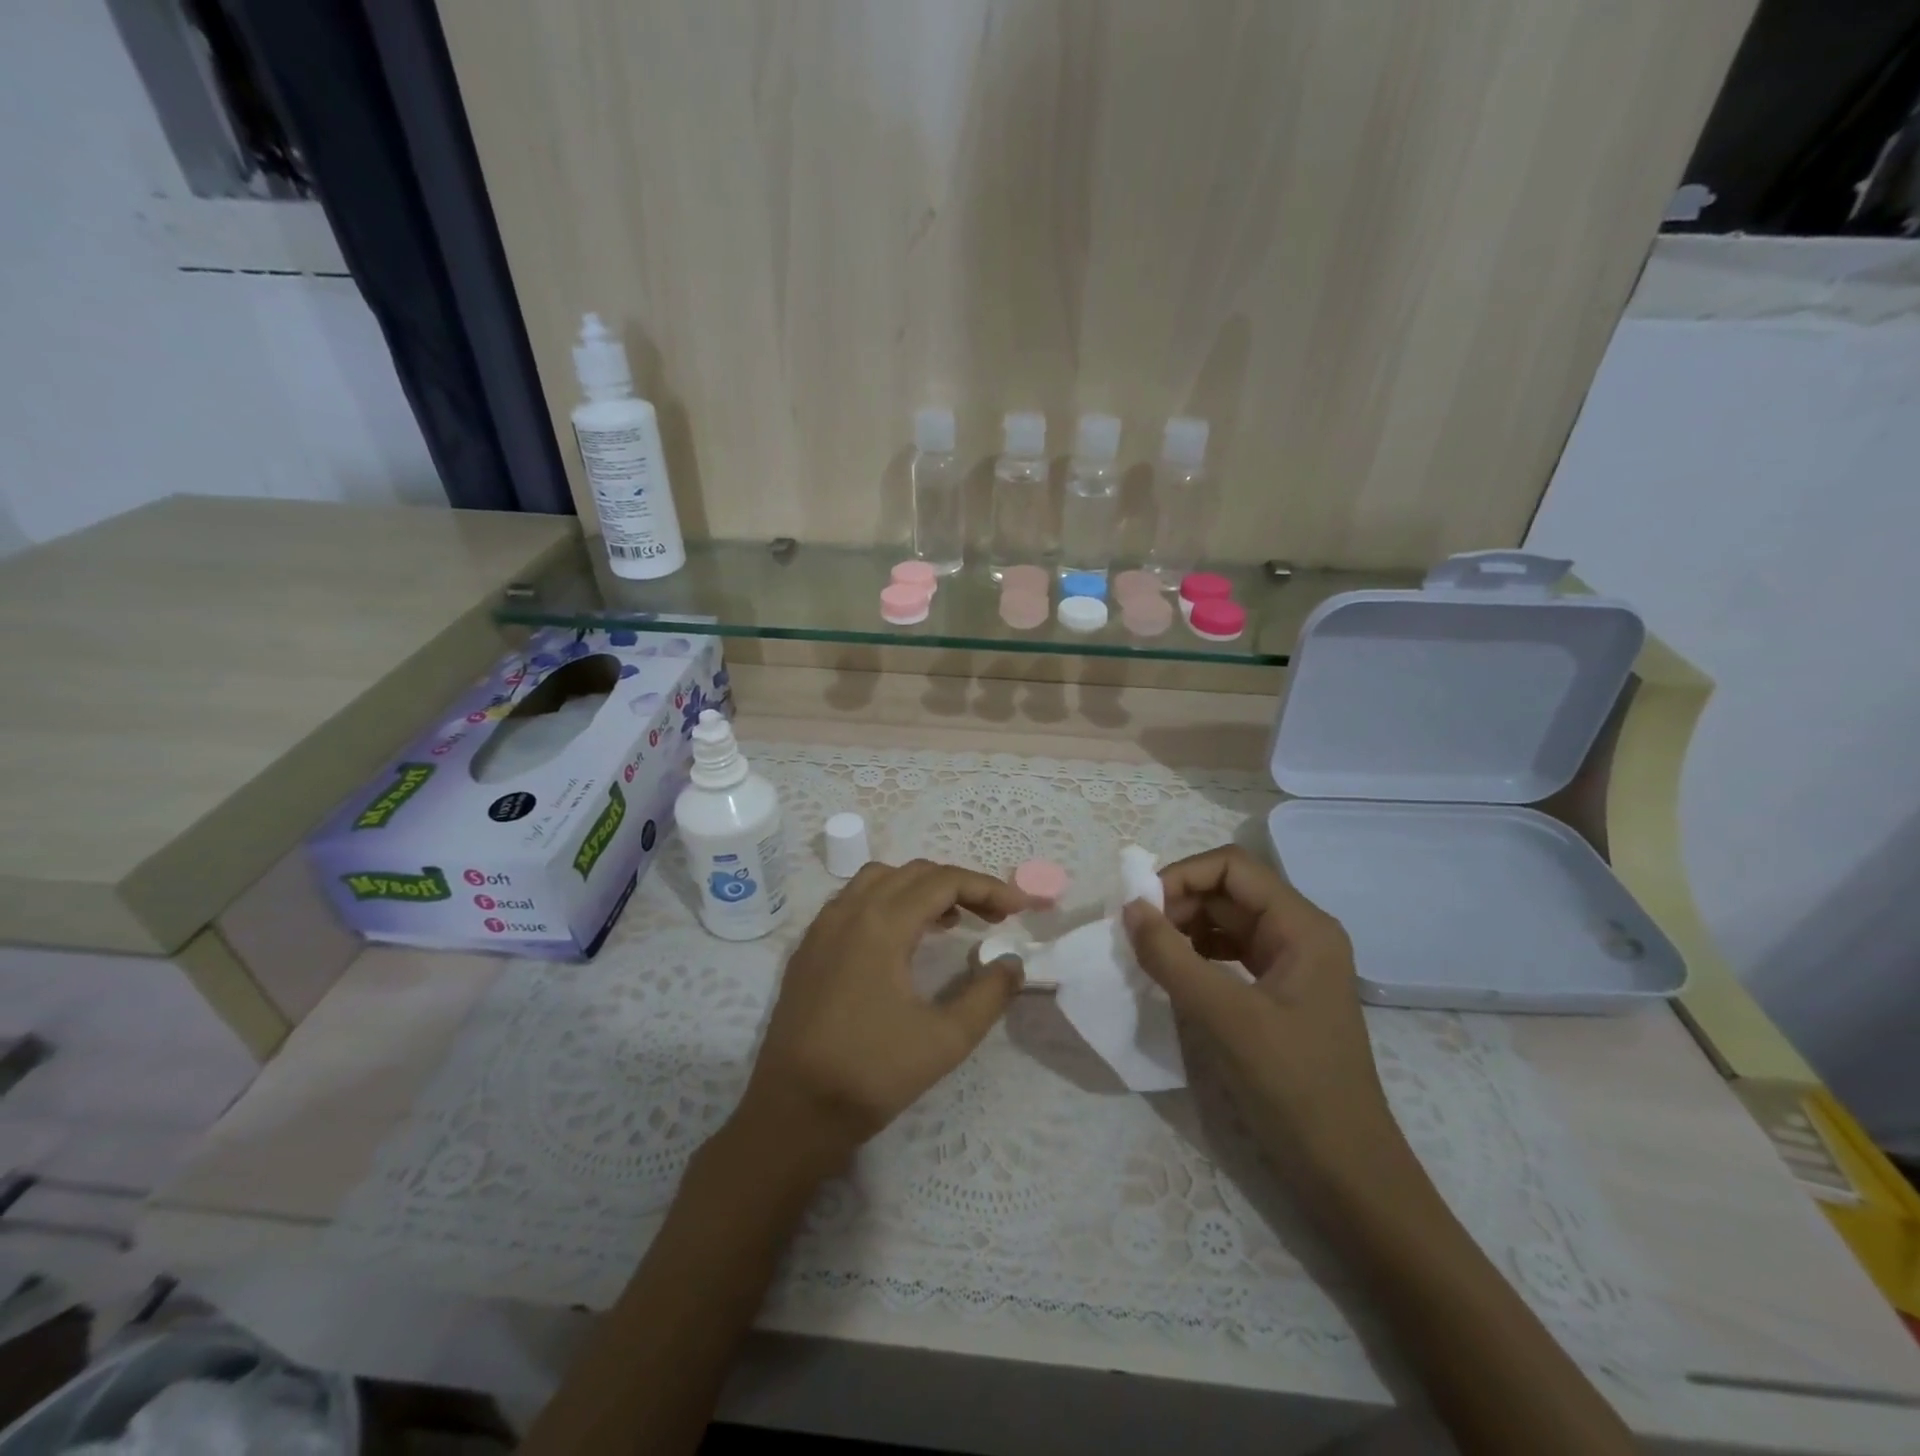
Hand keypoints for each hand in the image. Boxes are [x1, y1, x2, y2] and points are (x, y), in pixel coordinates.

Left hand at [731, 859, 1030, 1169]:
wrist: (792, 1113)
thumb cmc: (871, 1074)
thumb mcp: (945, 1040)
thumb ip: (988, 995)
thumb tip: (1012, 963)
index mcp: (881, 925)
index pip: (943, 882)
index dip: (987, 887)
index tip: (1018, 908)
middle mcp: (848, 912)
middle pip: (913, 873)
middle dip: (959, 885)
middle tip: (992, 916)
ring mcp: (822, 928)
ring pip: (879, 880)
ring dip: (920, 889)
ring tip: (950, 921)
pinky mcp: (808, 948)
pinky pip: (853, 901)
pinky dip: (887, 902)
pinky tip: (902, 940)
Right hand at [1122, 845, 1415, 1206]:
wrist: (1346, 1172)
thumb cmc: (1293, 1086)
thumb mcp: (1225, 1017)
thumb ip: (1171, 957)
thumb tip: (1130, 908)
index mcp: (1302, 926)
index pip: (1233, 867)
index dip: (1182, 875)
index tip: (1140, 908)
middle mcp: (1300, 933)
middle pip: (1229, 891)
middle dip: (1179, 903)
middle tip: (1137, 935)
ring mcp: (1292, 964)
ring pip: (1227, 921)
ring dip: (1184, 928)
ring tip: (1148, 954)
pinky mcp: (1279, 993)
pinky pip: (1230, 953)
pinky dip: (1196, 954)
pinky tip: (1173, 975)